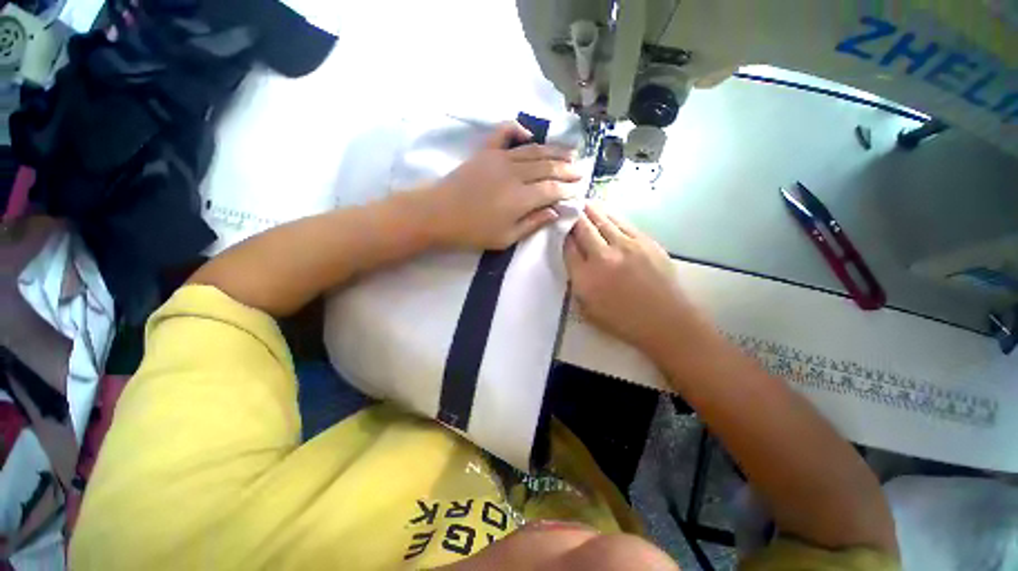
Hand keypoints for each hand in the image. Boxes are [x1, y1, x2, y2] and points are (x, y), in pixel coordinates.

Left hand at [424, 121, 581, 249]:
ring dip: (554, 150)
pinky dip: (518, 130)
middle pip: (548, 167)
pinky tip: (529, 134)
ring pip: (534, 150)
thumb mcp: (506, 238)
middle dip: (567, 169)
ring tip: (570, 152)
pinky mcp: (486, 152)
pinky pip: (505, 133)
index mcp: (522, 198)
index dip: (567, 189)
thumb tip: (555, 212)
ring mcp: (500, 159)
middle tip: (581, 170)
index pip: (553, 189)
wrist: (438, 214)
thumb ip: (533, 224)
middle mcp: (516, 173)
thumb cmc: (473, 231)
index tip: (578, 190)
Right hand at [564, 203, 706, 357]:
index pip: (568, 247)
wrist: (665, 320)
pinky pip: (622, 223)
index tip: (560, 226)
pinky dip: (610, 215)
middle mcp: (602, 257)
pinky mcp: (645, 241)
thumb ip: (577, 284)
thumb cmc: (623, 321)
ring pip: (602, 220)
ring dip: (590, 210)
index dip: (562, 234)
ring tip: (583, 202)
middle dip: (573, 216)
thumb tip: (575, 261)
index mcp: (585, 277)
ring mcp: (626, 246)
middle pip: (582, 228)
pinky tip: (605, 212)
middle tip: (568, 206)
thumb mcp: (587, 309)